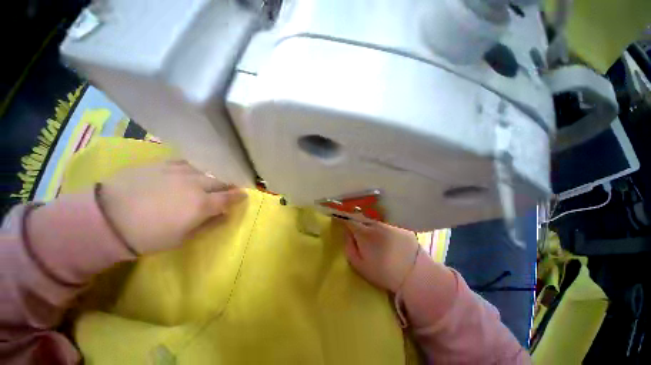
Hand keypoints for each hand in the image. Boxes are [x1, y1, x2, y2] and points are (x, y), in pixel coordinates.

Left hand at [98, 160, 245, 253]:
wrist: (106, 219)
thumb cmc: (147, 236)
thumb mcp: (182, 238)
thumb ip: (208, 225)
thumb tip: (225, 216)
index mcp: (202, 204)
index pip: (230, 197)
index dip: (239, 196)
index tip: (244, 195)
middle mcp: (196, 184)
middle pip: (221, 181)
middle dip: (228, 185)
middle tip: (228, 189)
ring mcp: (180, 172)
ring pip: (206, 170)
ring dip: (213, 176)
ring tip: (211, 181)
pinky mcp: (163, 164)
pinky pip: (186, 163)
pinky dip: (194, 169)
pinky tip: (191, 172)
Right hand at [343, 221, 419, 292]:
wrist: (414, 275)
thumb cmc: (383, 272)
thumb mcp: (359, 265)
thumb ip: (349, 247)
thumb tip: (346, 233)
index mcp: (364, 233)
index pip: (349, 219)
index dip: (343, 218)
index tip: (340, 218)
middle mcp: (376, 224)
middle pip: (361, 217)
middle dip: (357, 221)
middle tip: (356, 229)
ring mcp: (389, 223)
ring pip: (374, 220)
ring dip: (370, 224)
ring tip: (373, 235)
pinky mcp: (400, 226)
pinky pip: (386, 223)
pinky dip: (383, 227)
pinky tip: (387, 237)